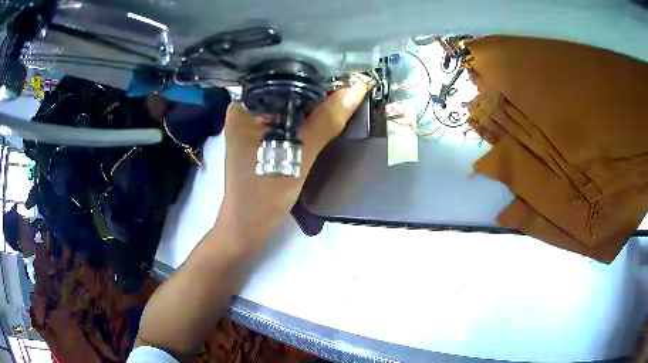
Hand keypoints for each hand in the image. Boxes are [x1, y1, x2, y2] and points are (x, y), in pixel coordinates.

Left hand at [217, 81, 369, 246]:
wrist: (248, 228)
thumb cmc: (263, 195)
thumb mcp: (297, 156)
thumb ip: (325, 122)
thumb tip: (356, 89)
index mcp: (244, 106)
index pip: (282, 76)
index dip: (314, 72)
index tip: (345, 70)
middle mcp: (246, 109)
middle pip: (287, 90)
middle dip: (317, 88)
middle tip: (350, 80)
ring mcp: (253, 124)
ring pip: (290, 105)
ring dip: (315, 104)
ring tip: (345, 93)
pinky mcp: (262, 138)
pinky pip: (289, 120)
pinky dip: (308, 118)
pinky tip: (327, 114)